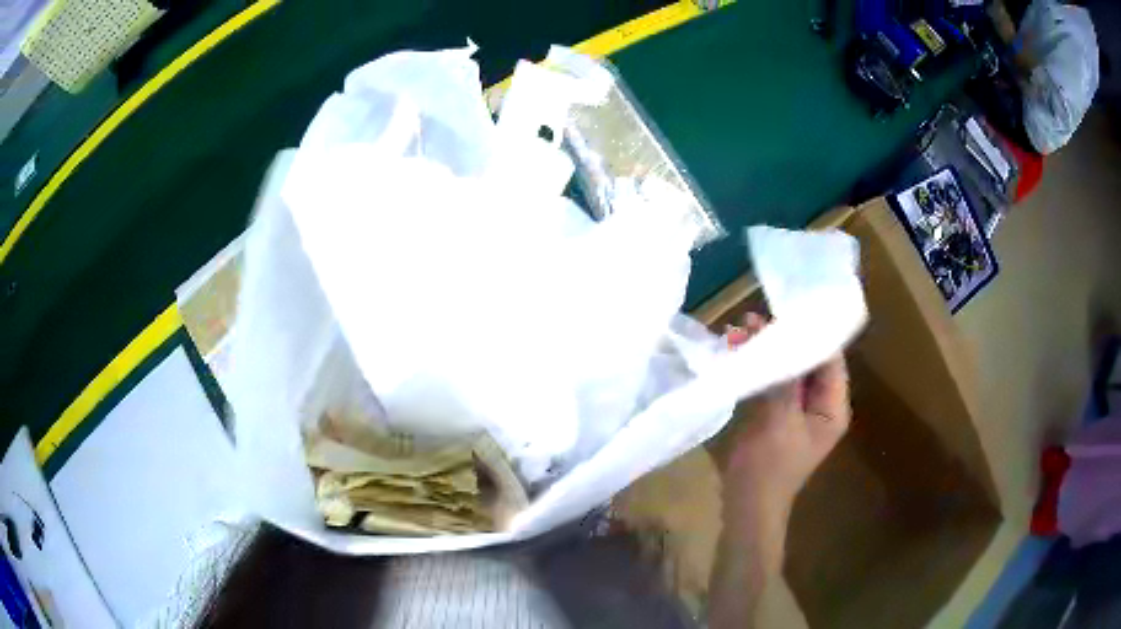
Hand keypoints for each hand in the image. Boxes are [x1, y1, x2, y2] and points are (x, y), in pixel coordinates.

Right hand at [722, 314, 851, 559]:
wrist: (746, 506)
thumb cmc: (769, 467)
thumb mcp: (778, 420)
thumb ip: (782, 378)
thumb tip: (774, 334)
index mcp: (832, 407)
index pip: (830, 359)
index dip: (811, 333)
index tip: (785, 308)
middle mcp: (820, 405)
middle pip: (808, 362)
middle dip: (781, 340)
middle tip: (751, 321)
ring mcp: (797, 411)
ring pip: (787, 371)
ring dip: (765, 352)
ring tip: (737, 332)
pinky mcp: (777, 416)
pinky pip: (772, 384)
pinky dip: (757, 369)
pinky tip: (736, 353)